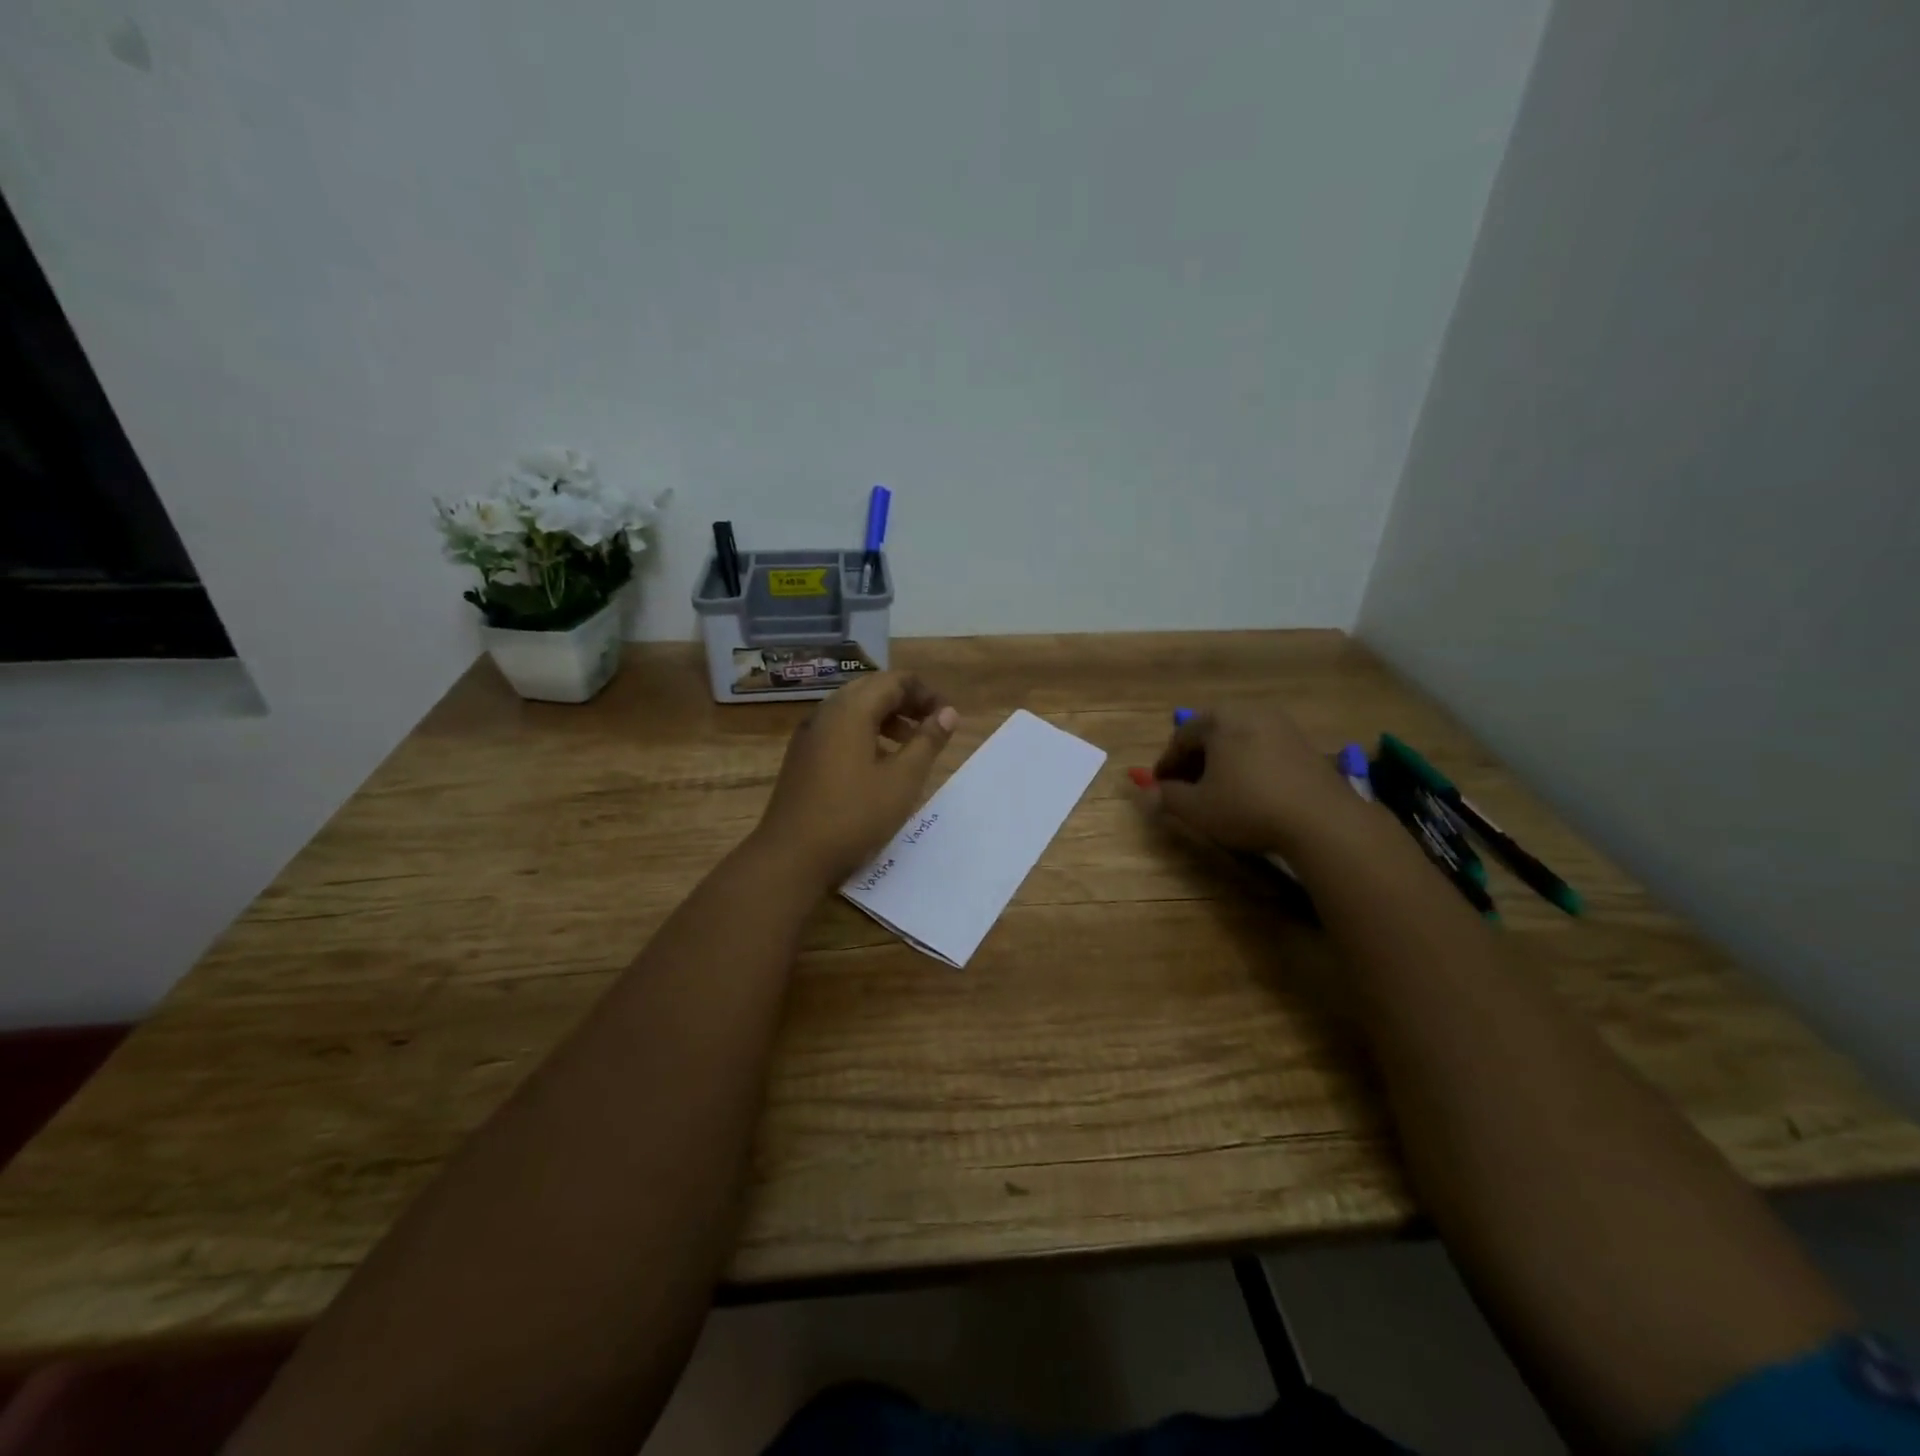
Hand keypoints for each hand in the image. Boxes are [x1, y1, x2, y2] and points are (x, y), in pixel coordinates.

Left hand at [753, 672, 959, 888]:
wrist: (791, 856)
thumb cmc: (854, 816)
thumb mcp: (902, 780)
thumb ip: (928, 742)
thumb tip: (948, 712)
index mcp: (851, 710)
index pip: (894, 680)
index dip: (925, 693)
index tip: (947, 717)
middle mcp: (826, 713)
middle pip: (872, 689)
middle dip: (906, 701)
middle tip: (932, 726)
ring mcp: (809, 734)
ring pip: (853, 709)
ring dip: (886, 718)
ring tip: (911, 745)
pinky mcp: (802, 756)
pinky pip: (838, 729)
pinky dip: (865, 733)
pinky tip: (878, 764)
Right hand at [1146, 707, 1361, 853]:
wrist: (1321, 820)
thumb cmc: (1247, 806)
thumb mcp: (1196, 808)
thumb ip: (1167, 797)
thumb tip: (1147, 794)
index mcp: (1220, 720)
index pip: (1181, 736)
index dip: (1166, 763)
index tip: (1159, 787)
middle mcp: (1251, 712)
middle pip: (1211, 733)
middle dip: (1194, 760)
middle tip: (1185, 787)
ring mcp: (1282, 726)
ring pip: (1239, 740)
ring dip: (1222, 761)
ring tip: (1217, 790)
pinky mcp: (1306, 745)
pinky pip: (1264, 749)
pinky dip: (1248, 765)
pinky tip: (1249, 791)